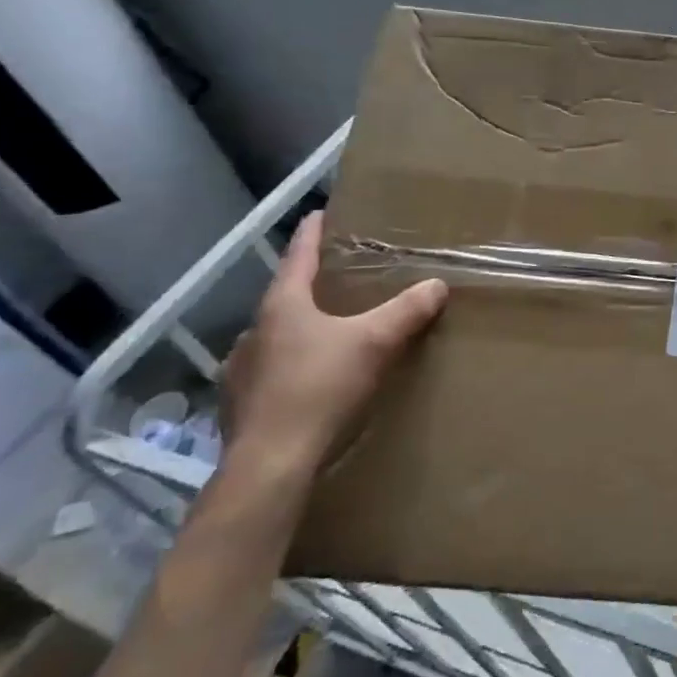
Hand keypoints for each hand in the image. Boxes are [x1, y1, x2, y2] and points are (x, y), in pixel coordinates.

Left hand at [221, 212, 446, 478]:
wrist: (272, 462)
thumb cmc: (321, 388)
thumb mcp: (375, 343)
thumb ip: (407, 311)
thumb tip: (437, 284)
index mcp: (282, 306)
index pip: (298, 257)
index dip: (312, 234)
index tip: (320, 214)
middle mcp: (254, 331)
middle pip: (285, 297)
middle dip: (310, 286)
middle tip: (338, 280)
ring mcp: (241, 370)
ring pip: (275, 337)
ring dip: (298, 330)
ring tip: (326, 334)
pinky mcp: (239, 405)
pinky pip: (270, 372)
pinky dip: (290, 366)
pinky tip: (307, 381)